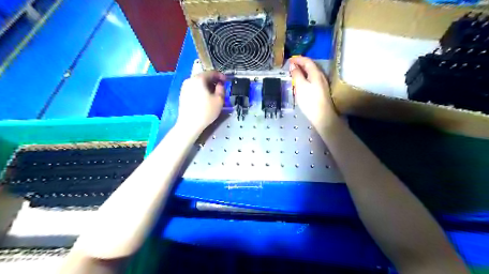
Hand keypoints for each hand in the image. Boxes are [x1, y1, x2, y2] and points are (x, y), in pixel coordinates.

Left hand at [177, 70, 225, 131]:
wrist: (189, 124)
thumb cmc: (206, 111)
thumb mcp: (219, 100)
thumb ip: (222, 89)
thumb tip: (220, 85)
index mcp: (199, 79)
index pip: (212, 72)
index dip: (221, 76)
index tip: (226, 80)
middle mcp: (190, 80)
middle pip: (204, 77)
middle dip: (213, 81)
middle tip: (221, 88)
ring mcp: (184, 87)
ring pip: (198, 83)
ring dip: (207, 86)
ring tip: (214, 94)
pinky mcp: (182, 94)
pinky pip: (194, 88)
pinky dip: (201, 90)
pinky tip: (205, 98)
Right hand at [287, 55, 338, 127]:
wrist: (322, 116)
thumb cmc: (310, 101)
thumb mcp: (300, 86)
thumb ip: (296, 75)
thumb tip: (293, 66)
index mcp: (316, 73)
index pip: (307, 61)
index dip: (298, 59)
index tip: (289, 60)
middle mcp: (321, 76)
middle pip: (310, 66)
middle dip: (300, 64)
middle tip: (290, 67)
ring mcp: (322, 84)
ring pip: (311, 73)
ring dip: (302, 71)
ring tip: (294, 74)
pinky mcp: (321, 91)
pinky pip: (312, 79)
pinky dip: (305, 78)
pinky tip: (301, 83)